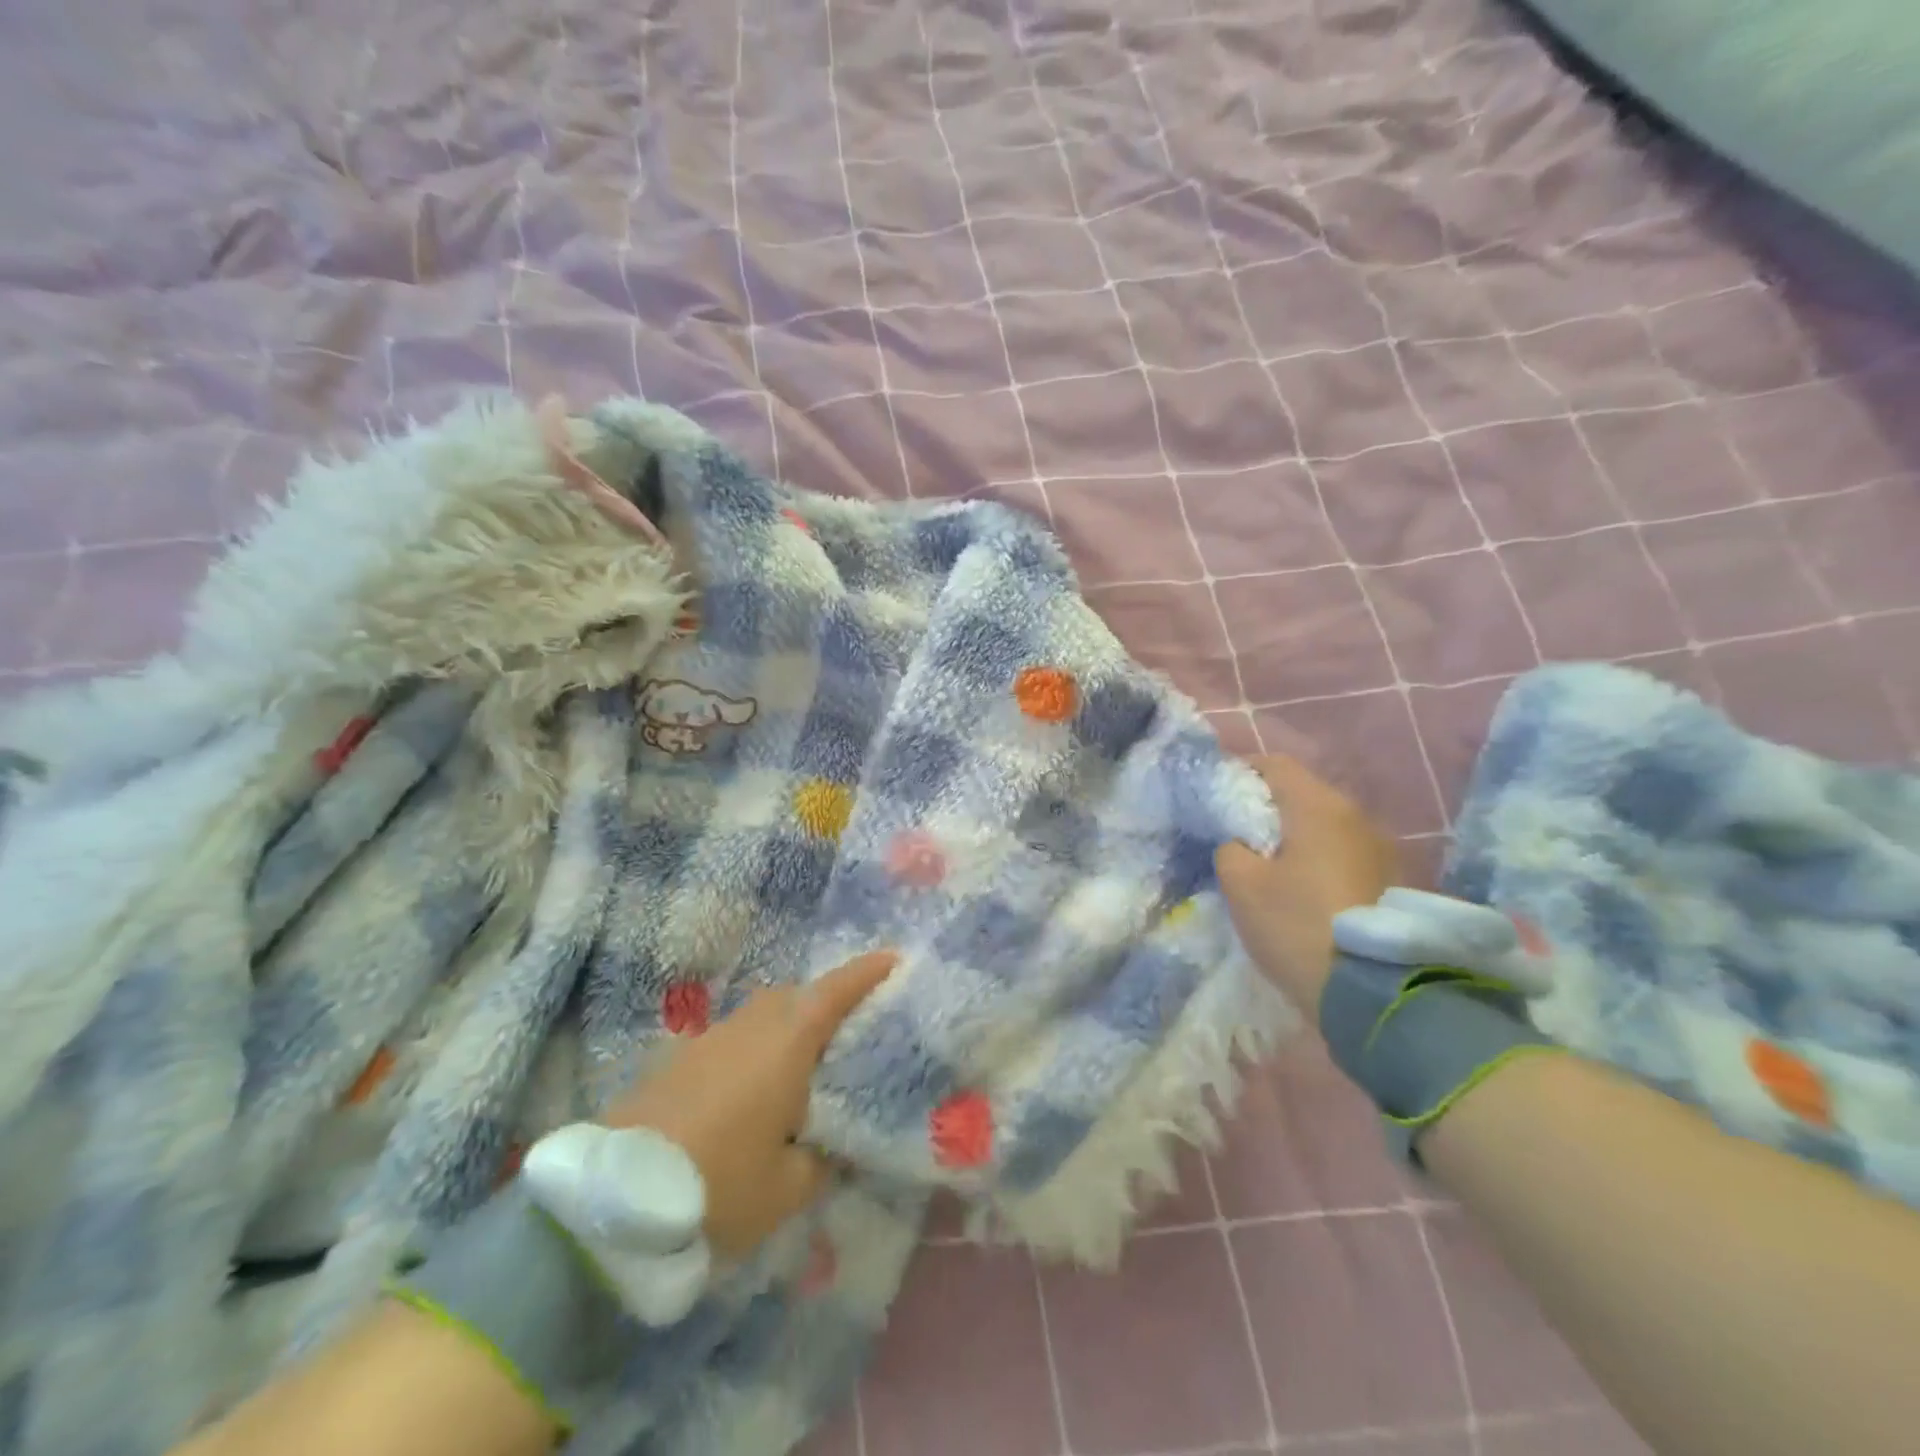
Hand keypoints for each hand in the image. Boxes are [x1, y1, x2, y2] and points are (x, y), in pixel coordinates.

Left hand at [600, 951, 894, 1257]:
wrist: (613, 1200)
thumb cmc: (718, 1185)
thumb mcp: (787, 1189)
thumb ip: (821, 1159)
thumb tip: (831, 1144)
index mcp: (787, 1043)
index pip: (836, 991)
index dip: (867, 973)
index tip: (894, 960)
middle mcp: (751, 1026)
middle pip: (796, 995)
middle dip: (825, 1001)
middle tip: (849, 1030)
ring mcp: (710, 1039)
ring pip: (761, 1015)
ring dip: (786, 1025)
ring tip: (802, 1065)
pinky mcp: (679, 1060)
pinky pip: (732, 1038)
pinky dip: (753, 1048)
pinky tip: (751, 1090)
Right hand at [1215, 756, 1397, 1021]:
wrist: (1376, 994)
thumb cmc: (1298, 925)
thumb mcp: (1241, 885)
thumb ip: (1230, 848)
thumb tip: (1240, 843)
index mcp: (1319, 807)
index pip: (1275, 764)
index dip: (1241, 771)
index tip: (1218, 794)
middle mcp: (1358, 818)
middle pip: (1304, 795)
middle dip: (1268, 809)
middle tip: (1237, 835)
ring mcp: (1383, 851)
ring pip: (1327, 828)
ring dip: (1296, 838)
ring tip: (1270, 867)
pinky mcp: (1395, 884)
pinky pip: (1345, 856)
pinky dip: (1319, 862)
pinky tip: (1304, 892)